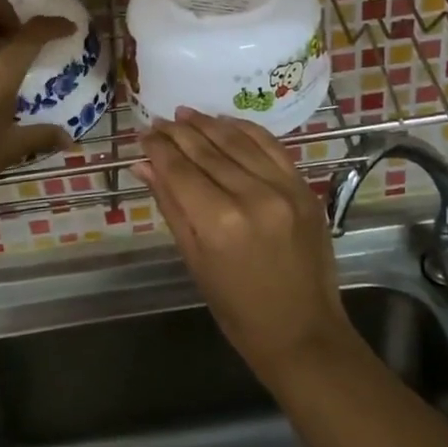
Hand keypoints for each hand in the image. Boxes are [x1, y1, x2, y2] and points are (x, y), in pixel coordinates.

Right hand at [136, 109, 356, 385]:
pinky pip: (270, 146)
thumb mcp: (195, 261)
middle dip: (178, 132)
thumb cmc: (238, 310)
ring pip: (237, 141)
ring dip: (208, 123)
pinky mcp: (303, 187)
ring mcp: (283, 188)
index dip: (158, 148)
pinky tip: (225, 121)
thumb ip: (171, 206)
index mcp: (219, 222)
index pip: (179, 169)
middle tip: (158, 120)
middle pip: (206, 150)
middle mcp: (252, 196)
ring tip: (185, 113)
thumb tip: (144, 165)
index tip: (143, 133)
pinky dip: (245, 129)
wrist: (303, 332)